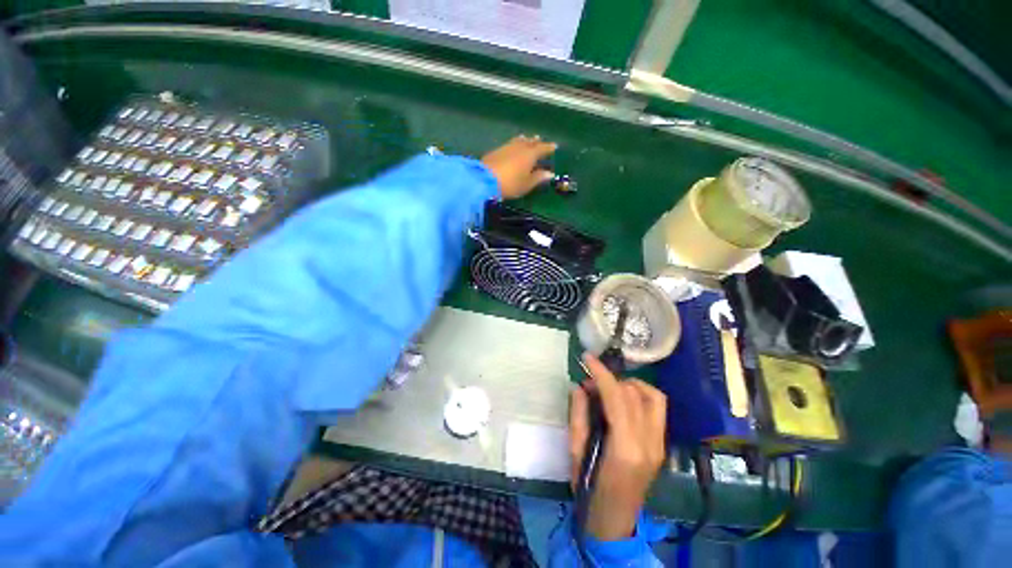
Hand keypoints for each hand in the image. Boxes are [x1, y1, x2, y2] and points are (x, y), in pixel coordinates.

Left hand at [481, 135, 556, 198]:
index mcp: (530, 154)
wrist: (485, 179)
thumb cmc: (510, 184)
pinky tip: (513, 147)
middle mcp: (520, 147)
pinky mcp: (496, 150)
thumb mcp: (526, 184)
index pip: (542, 148)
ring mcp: (507, 147)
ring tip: (527, 140)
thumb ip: (538, 178)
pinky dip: (515, 144)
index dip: (549, 148)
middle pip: (530, 142)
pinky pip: (510, 144)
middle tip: (540, 140)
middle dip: (536, 142)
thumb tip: (549, 173)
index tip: (555, 146)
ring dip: (525, 140)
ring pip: (519, 141)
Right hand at [569, 353, 667, 540]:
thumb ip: (578, 415)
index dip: (601, 373)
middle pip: (635, 394)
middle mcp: (649, 443)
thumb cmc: (589, 491)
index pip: (617, 397)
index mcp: (626, 449)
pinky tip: (623, 400)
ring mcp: (660, 445)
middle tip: (590, 382)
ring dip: (629, 384)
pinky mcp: (661, 446)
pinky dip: (640, 395)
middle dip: (610, 379)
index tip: (587, 358)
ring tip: (608, 388)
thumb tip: (579, 386)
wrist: (614, 524)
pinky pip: (656, 408)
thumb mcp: (576, 453)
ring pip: (653, 397)